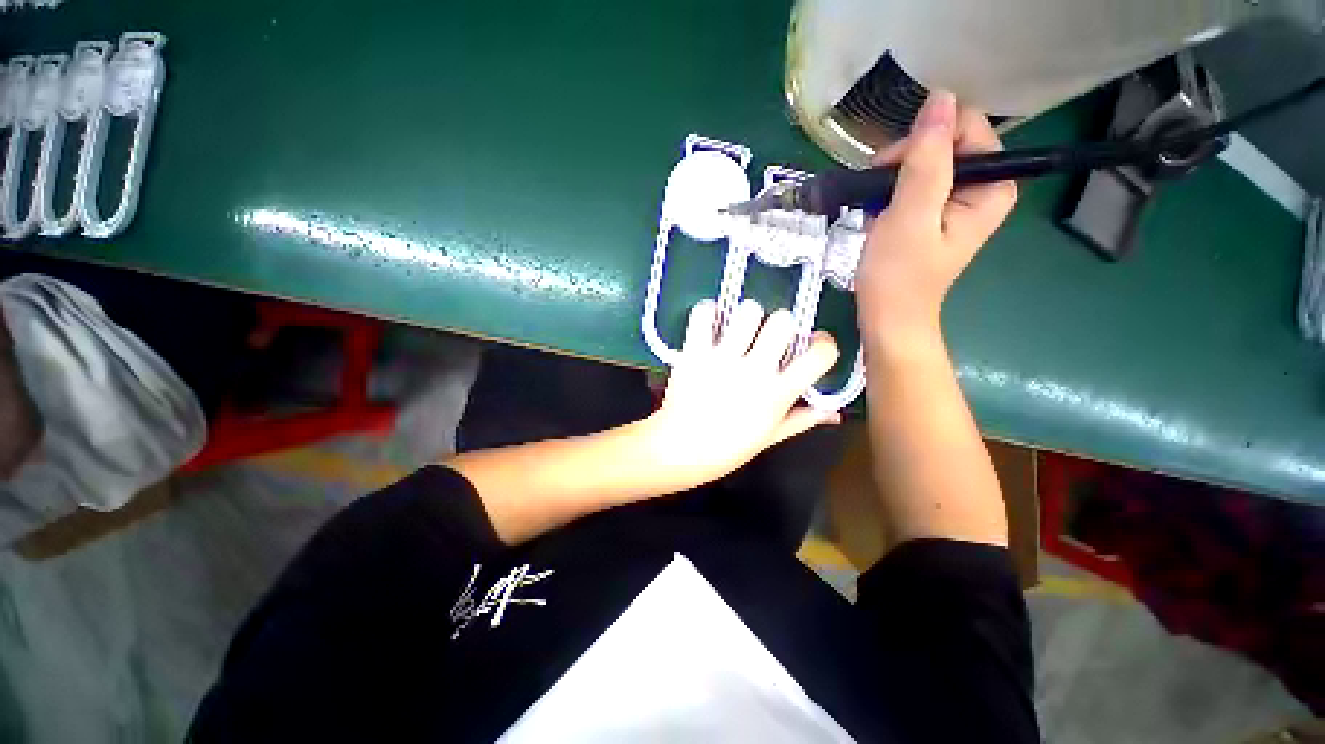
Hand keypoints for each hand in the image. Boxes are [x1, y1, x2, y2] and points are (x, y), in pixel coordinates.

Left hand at [642, 299, 838, 488]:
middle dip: (780, 325)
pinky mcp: (695, 352)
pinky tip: (709, 324)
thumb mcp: (771, 437)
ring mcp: (723, 358)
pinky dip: (706, 312)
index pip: (820, 354)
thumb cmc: (728, 448)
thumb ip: (803, 420)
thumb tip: (833, 411)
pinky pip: (703, 314)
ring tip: (737, 331)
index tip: (811, 345)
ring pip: (748, 311)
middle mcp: (755, 370)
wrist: (681, 450)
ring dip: (746, 317)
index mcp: (779, 393)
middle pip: (783, 320)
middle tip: (767, 338)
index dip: (823, 344)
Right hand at [855, 90, 1017, 347]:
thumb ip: (926, 160)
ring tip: (875, 211)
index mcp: (992, 184)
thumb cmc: (899, 275)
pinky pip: (913, 184)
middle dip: (904, 163)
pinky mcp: (935, 213)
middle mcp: (982, 186)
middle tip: (878, 196)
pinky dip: (889, 196)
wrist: (888, 318)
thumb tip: (940, 99)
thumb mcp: (910, 216)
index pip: (963, 127)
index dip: (923, 141)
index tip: (891, 172)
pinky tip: (878, 217)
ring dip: (891, 181)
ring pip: (923, 162)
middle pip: (943, 142)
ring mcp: (958, 200)